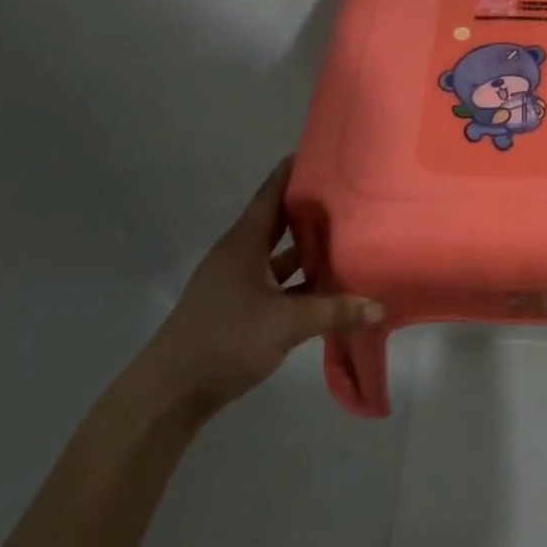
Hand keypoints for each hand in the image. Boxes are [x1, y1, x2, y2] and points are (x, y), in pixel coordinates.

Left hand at [135, 157, 381, 419]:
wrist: (168, 395)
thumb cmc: (225, 340)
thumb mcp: (286, 324)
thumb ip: (334, 311)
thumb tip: (378, 306)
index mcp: (244, 242)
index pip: (272, 192)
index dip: (295, 170)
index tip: (325, 151)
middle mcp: (239, 254)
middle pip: (278, 220)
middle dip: (310, 208)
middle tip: (349, 193)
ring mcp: (236, 282)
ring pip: (278, 254)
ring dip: (306, 248)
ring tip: (346, 236)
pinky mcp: (236, 308)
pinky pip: (275, 283)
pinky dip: (298, 282)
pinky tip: (325, 288)